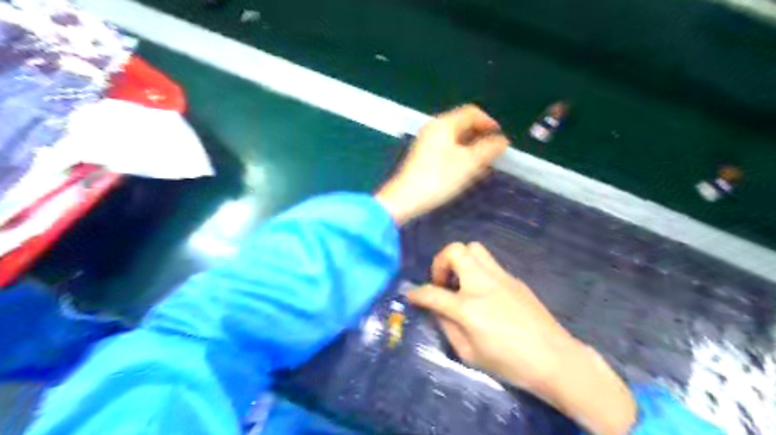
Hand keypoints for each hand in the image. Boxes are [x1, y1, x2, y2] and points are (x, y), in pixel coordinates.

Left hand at [376, 104, 509, 223]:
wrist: (405, 198)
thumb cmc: (439, 177)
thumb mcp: (468, 163)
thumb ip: (488, 149)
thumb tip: (502, 140)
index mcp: (444, 124)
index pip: (471, 113)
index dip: (489, 122)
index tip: (501, 138)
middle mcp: (434, 129)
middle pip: (463, 125)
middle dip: (481, 137)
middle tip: (494, 152)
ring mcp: (427, 143)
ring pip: (455, 140)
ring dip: (472, 148)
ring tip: (484, 164)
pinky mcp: (423, 158)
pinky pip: (447, 150)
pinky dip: (460, 156)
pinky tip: (467, 171)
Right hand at [407, 243, 636, 434]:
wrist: (555, 359)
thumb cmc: (510, 363)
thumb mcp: (469, 354)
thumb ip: (448, 328)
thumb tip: (437, 310)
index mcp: (468, 307)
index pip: (432, 292)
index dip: (417, 293)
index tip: (412, 295)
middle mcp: (482, 284)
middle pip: (455, 251)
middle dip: (440, 262)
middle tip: (442, 282)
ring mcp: (501, 278)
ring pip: (474, 249)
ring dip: (460, 260)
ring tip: (461, 282)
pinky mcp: (514, 279)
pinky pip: (490, 264)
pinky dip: (478, 271)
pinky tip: (484, 293)